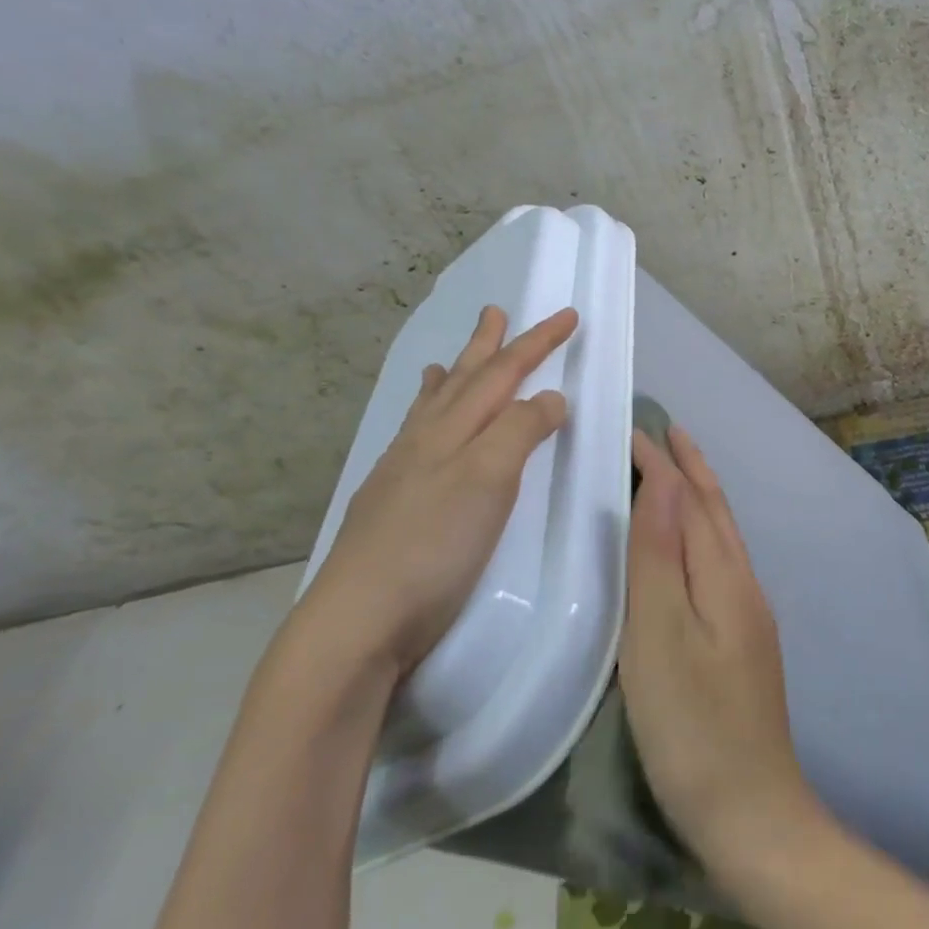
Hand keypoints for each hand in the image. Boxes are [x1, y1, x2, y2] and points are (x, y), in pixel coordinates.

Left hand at [294, 304, 578, 680]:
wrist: (360, 617)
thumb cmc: (434, 546)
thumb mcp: (488, 480)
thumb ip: (519, 431)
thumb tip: (549, 397)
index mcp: (452, 430)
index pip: (503, 374)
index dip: (537, 343)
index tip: (568, 315)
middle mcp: (425, 441)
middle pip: (462, 380)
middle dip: (487, 346)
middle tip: (495, 311)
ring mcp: (401, 472)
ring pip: (430, 409)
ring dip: (448, 378)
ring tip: (448, 359)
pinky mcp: (390, 503)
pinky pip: (413, 440)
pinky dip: (424, 422)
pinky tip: (419, 432)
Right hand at [619, 425, 815, 875]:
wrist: (751, 814)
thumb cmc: (693, 727)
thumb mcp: (662, 637)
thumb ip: (660, 558)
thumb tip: (667, 483)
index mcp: (725, 578)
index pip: (693, 501)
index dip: (666, 463)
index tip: (634, 428)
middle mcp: (743, 587)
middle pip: (717, 514)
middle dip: (692, 469)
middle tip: (665, 433)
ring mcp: (747, 618)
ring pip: (720, 539)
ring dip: (698, 499)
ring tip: (672, 476)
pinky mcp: (740, 645)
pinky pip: (717, 567)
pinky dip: (699, 537)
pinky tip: (684, 551)